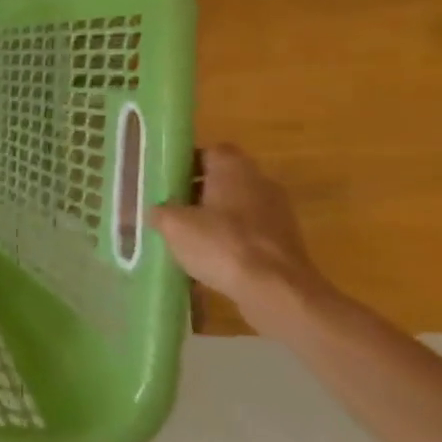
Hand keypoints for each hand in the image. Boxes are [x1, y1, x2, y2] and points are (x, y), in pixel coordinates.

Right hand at [153, 146, 325, 322]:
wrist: (276, 290)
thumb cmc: (222, 245)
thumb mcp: (174, 226)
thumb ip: (160, 211)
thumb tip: (156, 210)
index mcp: (234, 169)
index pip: (210, 151)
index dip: (187, 163)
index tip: (166, 180)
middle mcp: (260, 182)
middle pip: (224, 179)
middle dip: (197, 191)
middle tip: (170, 208)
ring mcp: (276, 212)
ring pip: (236, 207)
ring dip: (214, 217)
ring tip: (186, 237)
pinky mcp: (284, 241)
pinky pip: (248, 232)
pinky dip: (230, 240)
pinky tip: (210, 259)